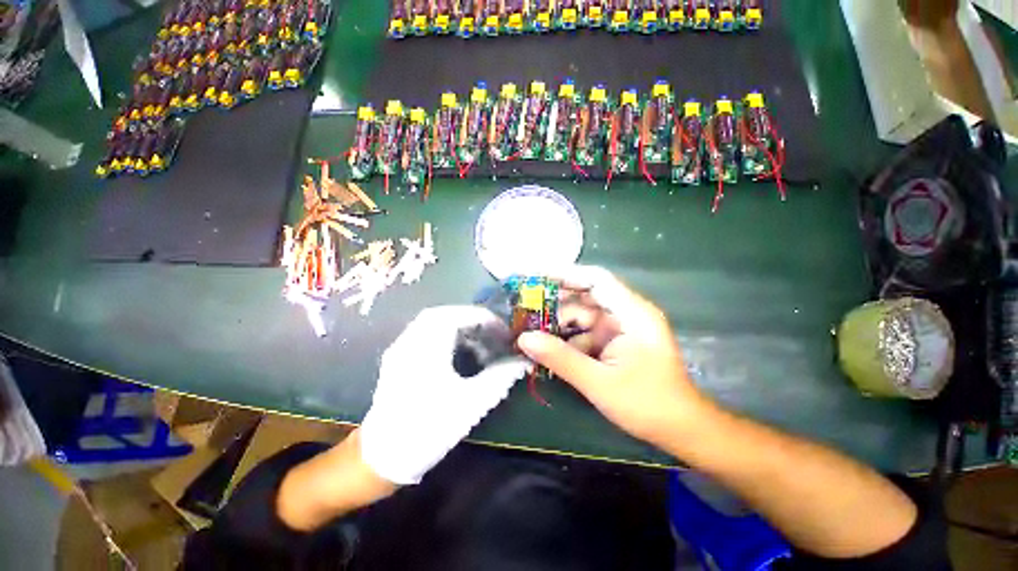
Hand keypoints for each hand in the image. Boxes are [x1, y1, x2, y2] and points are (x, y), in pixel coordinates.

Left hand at [360, 306, 529, 484]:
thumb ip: (500, 377)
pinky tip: (458, 354)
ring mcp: (401, 349)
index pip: (458, 315)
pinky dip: (445, 336)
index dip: (485, 318)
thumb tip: (524, 362)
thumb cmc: (428, 429)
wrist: (381, 459)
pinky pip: (425, 335)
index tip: (503, 331)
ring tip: (479, 343)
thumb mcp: (471, 403)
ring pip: (433, 323)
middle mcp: (410, 341)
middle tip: (492, 333)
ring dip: (458, 327)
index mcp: (427, 347)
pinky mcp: (398, 359)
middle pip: (444, 314)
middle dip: (471, 320)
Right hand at [517, 267, 714, 448]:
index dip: (565, 274)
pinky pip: (585, 333)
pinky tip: (547, 349)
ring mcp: (620, 329)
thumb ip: (560, 358)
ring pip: (582, 316)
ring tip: (529, 329)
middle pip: (586, 296)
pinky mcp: (614, 343)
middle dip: (555, 302)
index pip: (596, 279)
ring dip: (558, 324)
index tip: (536, 277)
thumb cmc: (648, 404)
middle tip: (524, 307)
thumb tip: (524, 339)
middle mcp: (626, 314)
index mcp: (632, 313)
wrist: (681, 430)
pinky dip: (567, 340)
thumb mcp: (599, 382)